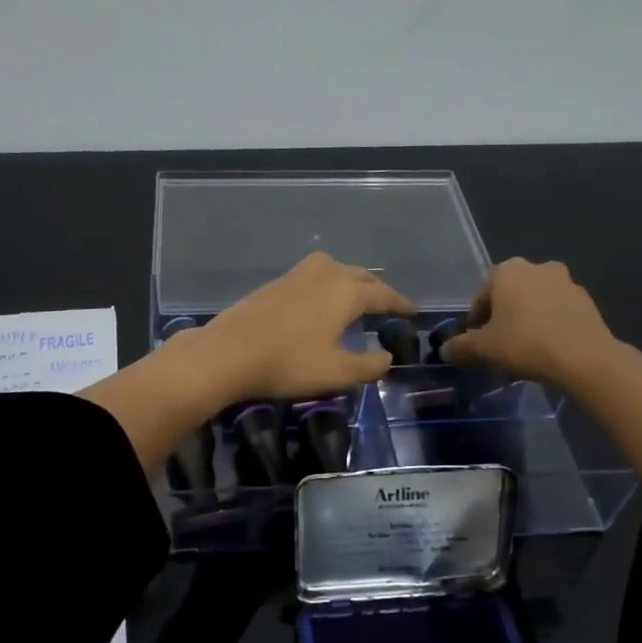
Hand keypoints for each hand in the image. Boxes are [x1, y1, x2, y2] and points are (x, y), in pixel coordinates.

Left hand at [191, 252, 414, 403]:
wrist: (228, 352)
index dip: (399, 304)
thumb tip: (386, 357)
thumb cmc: (289, 362)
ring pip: (334, 271)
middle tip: (388, 304)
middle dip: (376, 289)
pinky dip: (326, 287)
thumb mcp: (337, 372)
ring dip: (350, 282)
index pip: (382, 294)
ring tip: (356, 300)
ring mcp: (296, 275)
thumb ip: (368, 365)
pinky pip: (312, 278)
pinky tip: (320, 305)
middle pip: (359, 275)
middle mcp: (324, 273)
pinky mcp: (274, 284)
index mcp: (346, 290)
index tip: (413, 311)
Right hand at [440, 258, 626, 389]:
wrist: (584, 358)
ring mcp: (567, 282)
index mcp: (508, 271)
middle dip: (501, 317)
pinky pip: (558, 312)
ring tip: (523, 349)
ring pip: (535, 302)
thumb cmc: (524, 343)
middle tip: (497, 344)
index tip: (475, 342)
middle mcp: (538, 267)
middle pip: (509, 295)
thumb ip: (459, 347)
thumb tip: (445, 350)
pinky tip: (546, 350)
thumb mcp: (482, 349)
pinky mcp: (588, 302)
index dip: (474, 321)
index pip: (481, 295)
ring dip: (526, 320)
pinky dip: (548, 325)